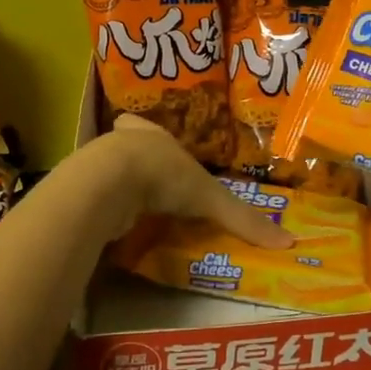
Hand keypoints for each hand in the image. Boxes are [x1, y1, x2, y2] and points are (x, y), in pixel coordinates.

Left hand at [60, 116, 294, 249]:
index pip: (147, 126)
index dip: (151, 135)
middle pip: (125, 146)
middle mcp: (122, 145)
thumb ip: (242, 220)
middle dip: (134, 160)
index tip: (155, 145)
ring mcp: (97, 167)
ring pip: (106, 172)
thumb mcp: (211, 198)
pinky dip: (103, 211)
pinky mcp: (83, 192)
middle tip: (145, 180)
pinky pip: (95, 200)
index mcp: (152, 135)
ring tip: (130, 206)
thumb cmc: (164, 175)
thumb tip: (288, 242)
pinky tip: (111, 225)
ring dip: (116, 186)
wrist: (110, 183)